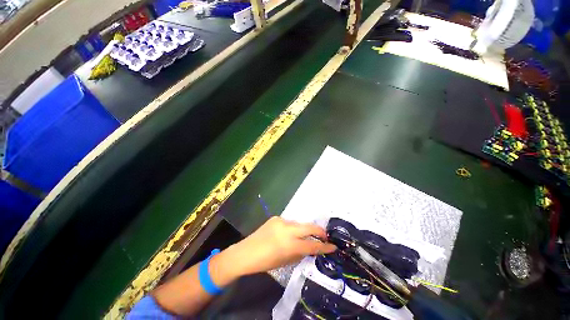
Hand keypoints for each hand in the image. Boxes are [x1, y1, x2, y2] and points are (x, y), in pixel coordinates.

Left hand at [220, 217, 336, 276]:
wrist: (244, 254)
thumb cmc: (265, 263)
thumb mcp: (286, 261)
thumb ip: (301, 253)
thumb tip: (312, 248)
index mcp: (290, 244)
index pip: (313, 245)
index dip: (325, 247)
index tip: (333, 247)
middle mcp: (287, 230)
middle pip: (311, 227)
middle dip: (321, 232)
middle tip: (325, 238)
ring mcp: (280, 222)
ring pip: (301, 224)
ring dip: (306, 230)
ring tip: (307, 238)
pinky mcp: (275, 218)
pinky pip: (290, 223)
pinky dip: (295, 229)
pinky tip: (292, 235)